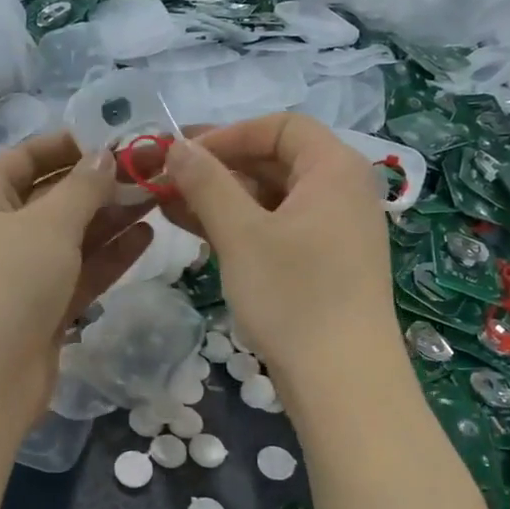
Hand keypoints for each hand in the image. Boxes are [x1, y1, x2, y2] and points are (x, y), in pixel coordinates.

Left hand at [0, 133, 151, 425]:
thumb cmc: (5, 282)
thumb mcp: (47, 224)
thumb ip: (83, 187)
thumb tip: (105, 155)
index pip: (26, 158)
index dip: (69, 144)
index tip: (117, 137)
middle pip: (53, 197)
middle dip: (101, 183)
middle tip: (153, 169)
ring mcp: (19, 275)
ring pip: (71, 237)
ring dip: (112, 217)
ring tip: (160, 196)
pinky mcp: (41, 310)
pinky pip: (78, 272)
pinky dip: (109, 255)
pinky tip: (147, 235)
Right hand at [158, 113, 396, 384]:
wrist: (343, 382)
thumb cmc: (293, 297)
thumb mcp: (240, 235)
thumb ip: (206, 183)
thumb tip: (177, 146)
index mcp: (334, 169)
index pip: (280, 126)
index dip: (228, 133)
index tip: (183, 155)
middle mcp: (342, 191)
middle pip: (275, 160)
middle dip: (218, 168)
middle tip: (166, 180)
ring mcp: (336, 230)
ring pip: (272, 198)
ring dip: (222, 198)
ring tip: (168, 207)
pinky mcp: (325, 263)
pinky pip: (278, 228)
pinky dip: (240, 226)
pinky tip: (198, 234)